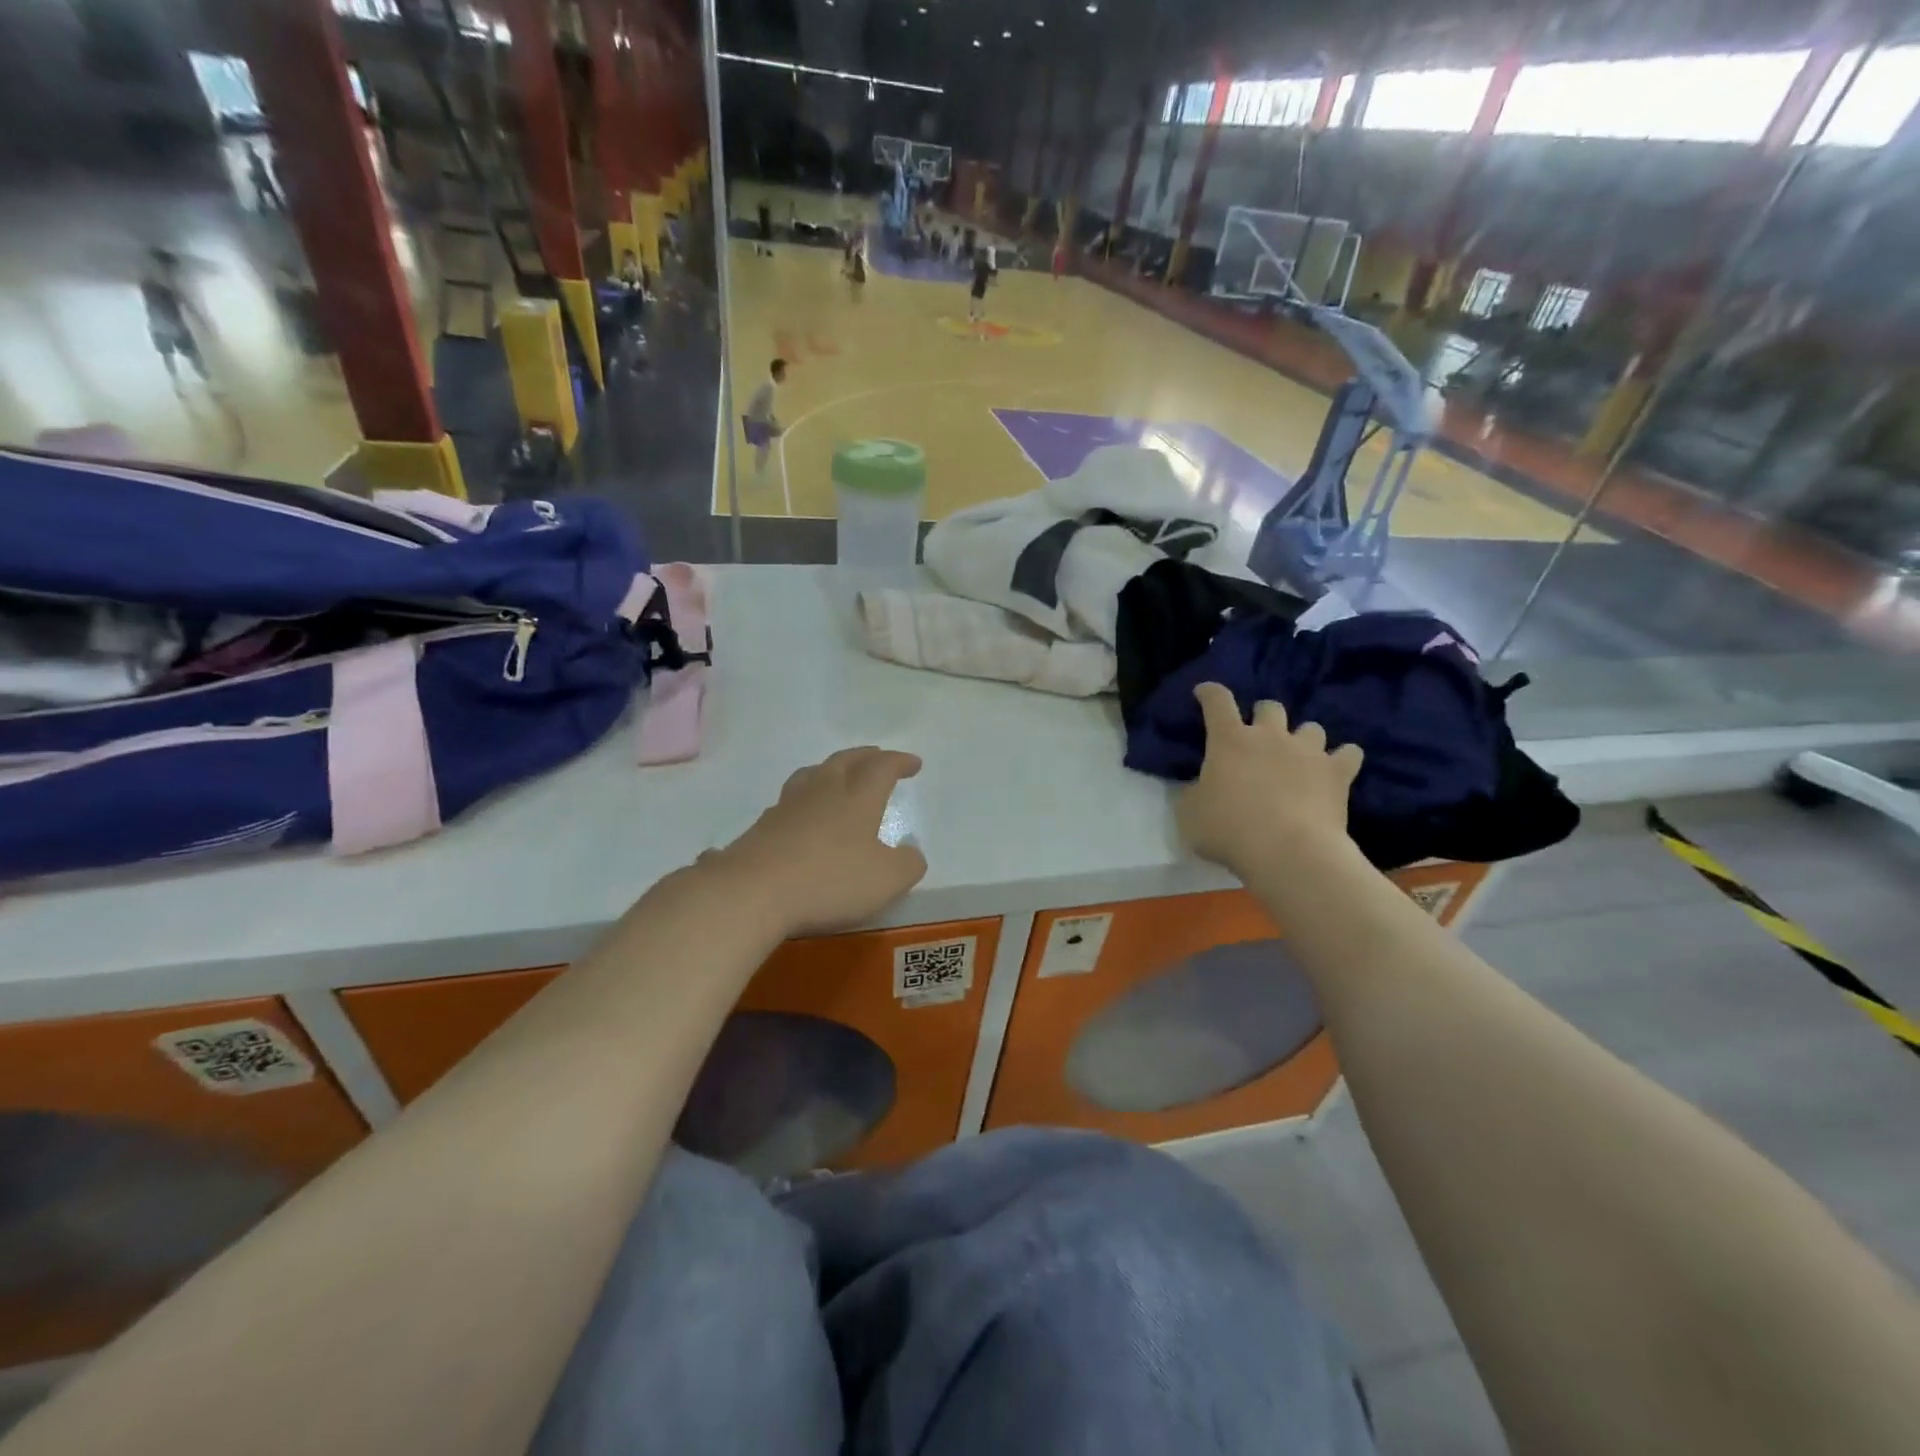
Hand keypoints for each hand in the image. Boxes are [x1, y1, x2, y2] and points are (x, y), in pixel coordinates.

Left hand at [711, 747, 927, 936]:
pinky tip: (802, 815)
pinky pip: (788, 801)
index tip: (913, 764)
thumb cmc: (829, 881)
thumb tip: (911, 852)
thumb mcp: (886, 880)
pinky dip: (803, 799)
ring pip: (811, 774)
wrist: (752, 892)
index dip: (899, 762)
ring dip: (830, 770)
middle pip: (845, 761)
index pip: (882, 768)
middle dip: (865, 756)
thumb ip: (907, 864)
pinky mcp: (762, 827)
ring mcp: (787, 807)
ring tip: (836, 776)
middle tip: (877, 757)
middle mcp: (822, 792)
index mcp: (857, 798)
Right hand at [1176, 683, 1363, 875]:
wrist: (1288, 851)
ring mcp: (1307, 751)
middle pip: (1270, 707)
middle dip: (1263, 716)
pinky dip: (1342, 758)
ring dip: (1302, 738)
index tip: (1204, 692)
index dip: (1209, 693)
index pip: (1217, 702)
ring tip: (1298, 756)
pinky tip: (1336, 768)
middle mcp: (1270, 736)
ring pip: (1311, 728)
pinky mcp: (1337, 772)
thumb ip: (1194, 793)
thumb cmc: (1229, 829)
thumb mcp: (1190, 813)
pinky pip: (1348, 753)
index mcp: (1229, 740)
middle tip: (1258, 736)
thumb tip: (1201, 788)